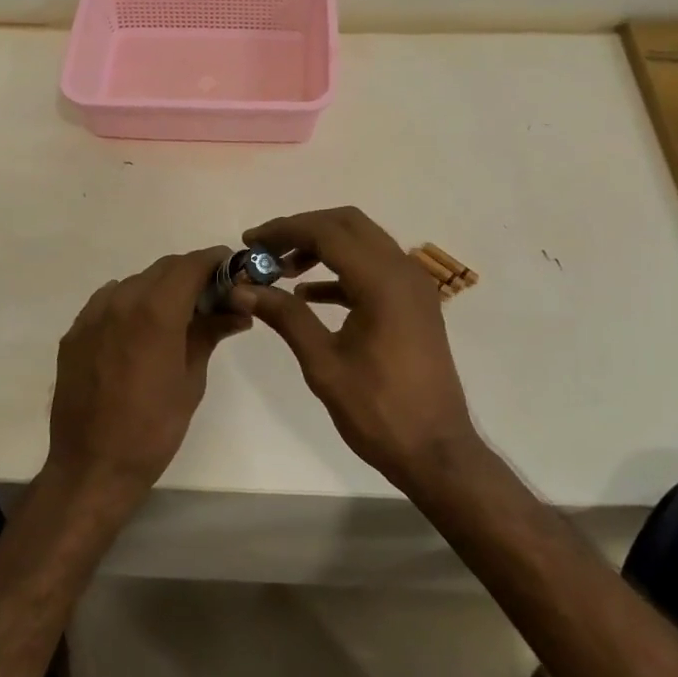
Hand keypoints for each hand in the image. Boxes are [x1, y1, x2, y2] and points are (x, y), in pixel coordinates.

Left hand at [45, 247, 249, 504]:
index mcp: (155, 312)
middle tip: (213, 296)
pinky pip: (109, 301)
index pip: (190, 265)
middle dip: (191, 274)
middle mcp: (120, 301)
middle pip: (163, 269)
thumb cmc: (153, 429)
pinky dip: (131, 304)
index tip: (232, 268)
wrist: (92, 467)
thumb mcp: (191, 381)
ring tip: (177, 315)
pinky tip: (141, 330)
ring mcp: (92, 315)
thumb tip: (236, 311)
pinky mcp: (74, 332)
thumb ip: (209, 334)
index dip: (215, 261)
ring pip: (135, 282)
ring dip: (160, 288)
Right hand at [226, 207, 480, 491]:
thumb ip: (285, 317)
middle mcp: (403, 271)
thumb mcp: (323, 363)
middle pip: (348, 224)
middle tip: (265, 250)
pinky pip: (373, 269)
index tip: (249, 242)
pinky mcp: (414, 304)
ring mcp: (413, 286)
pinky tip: (310, 294)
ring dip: (322, 247)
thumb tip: (241, 289)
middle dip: (303, 229)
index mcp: (382, 281)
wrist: (436, 452)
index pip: (327, 232)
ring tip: (281, 271)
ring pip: (362, 243)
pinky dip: (341, 271)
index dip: (284, 230)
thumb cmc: (378, 411)